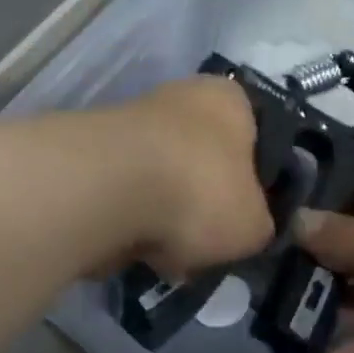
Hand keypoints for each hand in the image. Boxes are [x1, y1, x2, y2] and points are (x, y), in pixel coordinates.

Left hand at [112, 76, 273, 279]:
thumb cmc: (200, 191)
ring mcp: (131, 123)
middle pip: (203, 162)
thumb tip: (246, 226)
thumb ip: (259, 223)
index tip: (249, 218)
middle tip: (208, 242)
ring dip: (165, 218)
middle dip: (203, 205)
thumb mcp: (255, 224)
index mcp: (229, 99)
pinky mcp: (94, 155)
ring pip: (163, 183)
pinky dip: (132, 223)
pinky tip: (136, 249)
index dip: (256, 182)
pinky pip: (127, 197)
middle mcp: (179, 98)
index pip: (256, 136)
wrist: (108, 190)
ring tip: (170, 254)